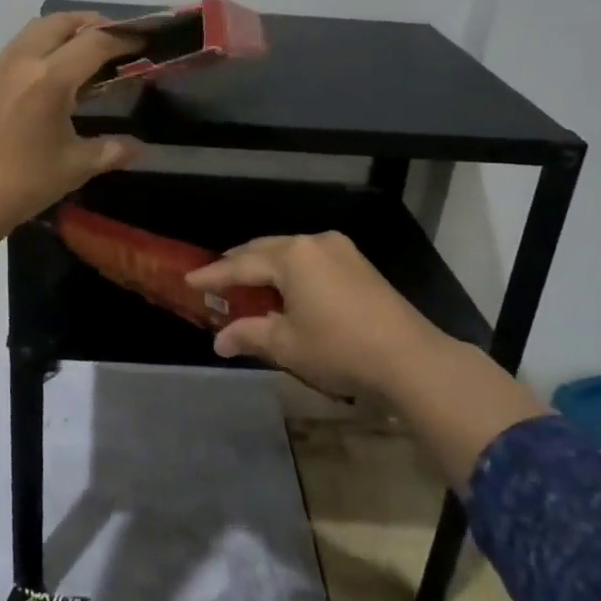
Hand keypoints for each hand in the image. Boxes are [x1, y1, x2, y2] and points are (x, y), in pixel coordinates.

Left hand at [0, 13, 142, 264]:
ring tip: (80, 54)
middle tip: (112, 40)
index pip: (95, 43)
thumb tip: (136, 148)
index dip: (124, 39)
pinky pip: (14, 49)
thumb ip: (110, 151)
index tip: (142, 43)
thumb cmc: (21, 184)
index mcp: (50, 78)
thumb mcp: (74, 167)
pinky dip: (37, 48)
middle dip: (91, 24)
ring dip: (61, 32)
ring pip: (33, 31)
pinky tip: (44, 78)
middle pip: (61, 22)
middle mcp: (22, 61)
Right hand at [185, 232, 445, 397]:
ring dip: (266, 265)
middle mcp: (313, 242)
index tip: (190, 280)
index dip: (213, 275)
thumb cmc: (339, 349)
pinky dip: (291, 269)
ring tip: (248, 282)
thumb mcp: (287, 345)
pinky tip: (286, 287)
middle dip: (238, 264)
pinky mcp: (358, 263)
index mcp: (291, 257)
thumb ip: (249, 335)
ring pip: (290, 251)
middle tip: (216, 278)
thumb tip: (219, 341)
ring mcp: (340, 249)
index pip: (240, 264)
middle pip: (265, 249)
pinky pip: (311, 258)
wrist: (410, 358)